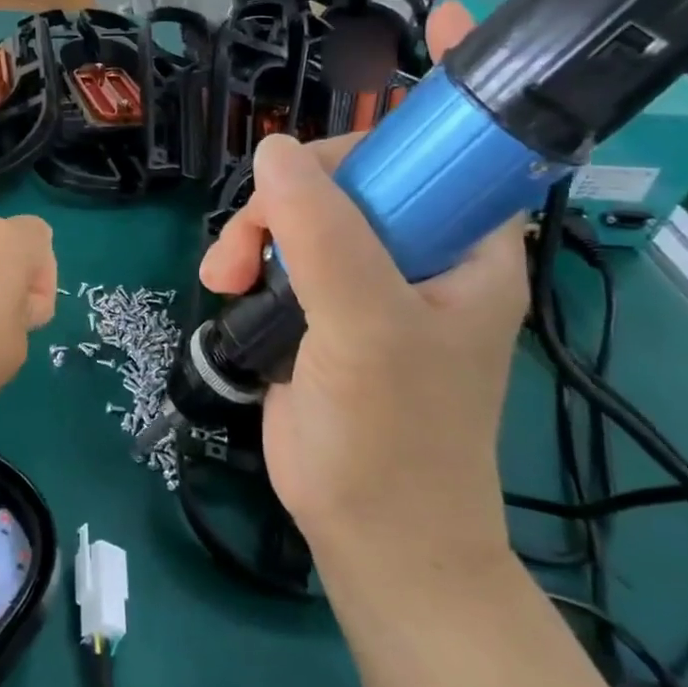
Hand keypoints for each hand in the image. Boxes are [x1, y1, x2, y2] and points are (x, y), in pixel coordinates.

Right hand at [199, 135, 527, 593]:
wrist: (368, 537)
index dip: (365, 149)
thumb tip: (271, 149)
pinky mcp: (321, 306)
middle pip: (344, 180)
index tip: (302, 176)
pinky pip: (278, 250)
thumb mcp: (366, 328)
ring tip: (223, 278)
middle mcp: (418, 252)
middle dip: (285, 202)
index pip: (424, 156)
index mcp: (464, 246)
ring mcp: (366, 280)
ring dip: (253, 233)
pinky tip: (225, 286)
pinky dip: (245, 259)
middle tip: (246, 246)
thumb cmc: (392, 436)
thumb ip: (323, 236)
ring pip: (300, 212)